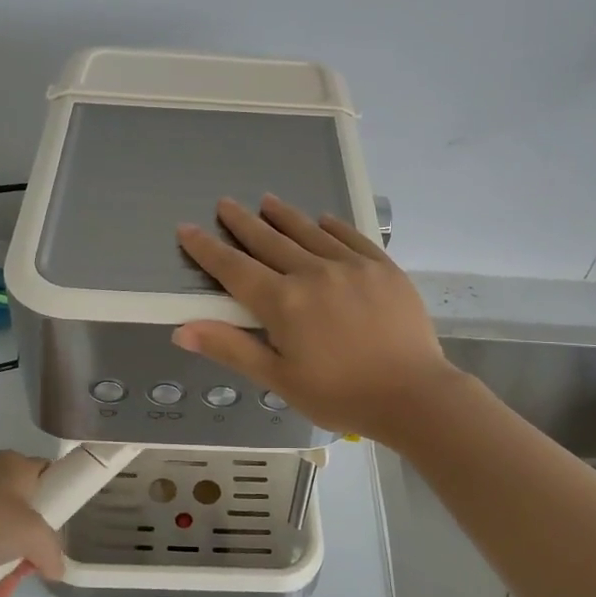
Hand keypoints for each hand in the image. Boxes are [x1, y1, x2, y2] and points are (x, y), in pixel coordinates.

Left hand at [0, 451, 62, 596]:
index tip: (58, 529)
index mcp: (14, 465)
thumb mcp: (32, 535)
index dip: (58, 500)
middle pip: (24, 515)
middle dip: (28, 550)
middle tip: (26, 569)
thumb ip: (52, 552)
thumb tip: (56, 569)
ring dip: (6, 569)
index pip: (48, 475)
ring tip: (1, 591)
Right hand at [172, 195, 458, 440]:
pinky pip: (351, 237)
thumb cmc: (340, 394)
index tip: (187, 229)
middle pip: (269, 241)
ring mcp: (351, 265)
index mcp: (283, 302)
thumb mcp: (279, 379)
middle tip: (225, 204)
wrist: (413, 395)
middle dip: (243, 223)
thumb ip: (231, 348)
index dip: (207, 249)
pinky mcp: (382, 268)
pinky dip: (332, 226)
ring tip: (267, 201)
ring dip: (284, 216)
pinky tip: (323, 219)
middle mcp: (312, 273)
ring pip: (309, 232)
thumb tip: (182, 330)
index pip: (234, 268)